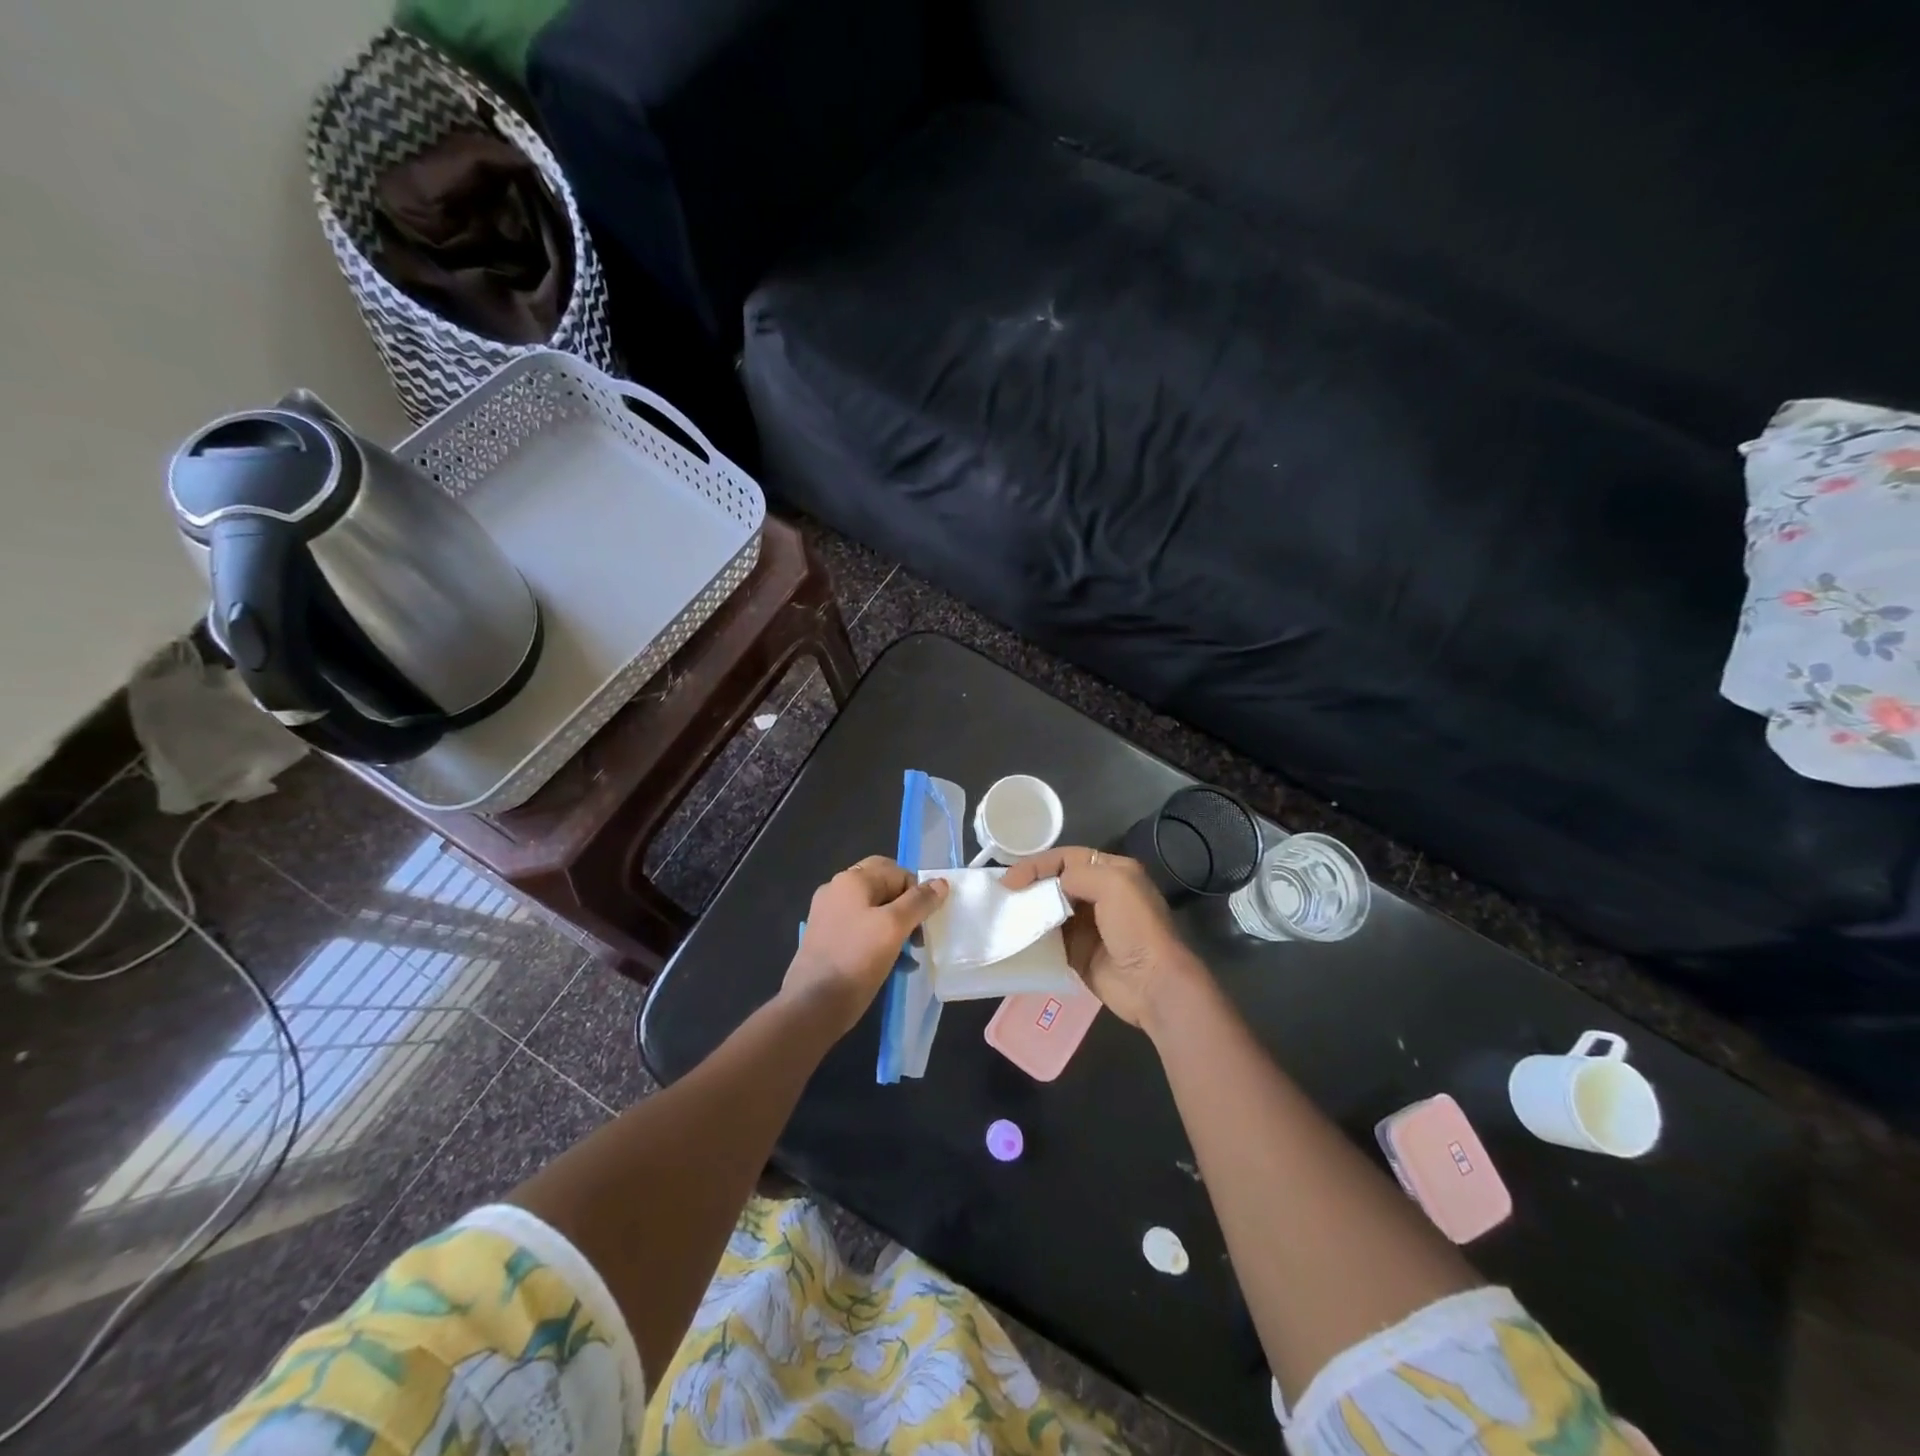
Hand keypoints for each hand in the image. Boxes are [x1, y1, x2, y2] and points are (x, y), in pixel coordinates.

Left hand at [784, 857, 948, 1034]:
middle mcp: (837, 891)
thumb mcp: (894, 927)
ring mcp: (829, 915)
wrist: (813, 1005)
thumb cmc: (856, 959)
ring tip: (911, 953)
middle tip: (920, 935)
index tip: (926, 921)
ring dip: (897, 927)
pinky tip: (895, 964)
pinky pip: (862, 930)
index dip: (916, 892)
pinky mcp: (827, 939)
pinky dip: (880, 941)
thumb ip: (919, 902)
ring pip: (874, 911)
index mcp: (851, 880)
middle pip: (884, 888)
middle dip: (908, 909)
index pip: (896, 871)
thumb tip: (940, 882)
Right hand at [1001, 847, 1202, 1027]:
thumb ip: (1078, 874)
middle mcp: (1098, 894)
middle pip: (1055, 882)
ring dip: (1028, 910)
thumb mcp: (1113, 885)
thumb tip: (1052, 887)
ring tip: (1002, 914)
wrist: (1152, 984)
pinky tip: (1014, 937)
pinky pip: (1048, 939)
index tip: (1011, 879)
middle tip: (1002, 895)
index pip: (1066, 858)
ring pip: (1049, 910)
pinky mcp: (1077, 952)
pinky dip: (1032, 936)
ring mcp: (1087, 925)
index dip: (1037, 865)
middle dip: (1029, 886)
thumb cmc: (1135, 928)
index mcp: (1111, 872)